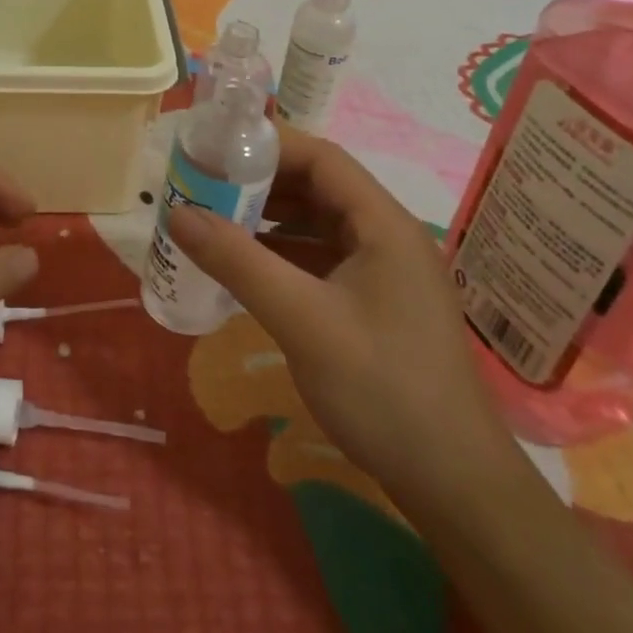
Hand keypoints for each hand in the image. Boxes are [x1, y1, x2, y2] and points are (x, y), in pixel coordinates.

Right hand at [167, 129, 518, 508]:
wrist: (454, 485)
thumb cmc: (383, 390)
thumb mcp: (302, 320)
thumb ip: (238, 262)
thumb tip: (178, 213)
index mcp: (383, 224)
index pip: (321, 158)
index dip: (267, 147)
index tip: (213, 152)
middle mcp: (386, 236)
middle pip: (317, 187)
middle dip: (259, 183)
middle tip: (203, 187)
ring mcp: (382, 272)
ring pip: (316, 224)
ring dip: (267, 219)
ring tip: (213, 221)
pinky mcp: (374, 303)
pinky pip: (319, 259)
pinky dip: (281, 254)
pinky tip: (244, 268)